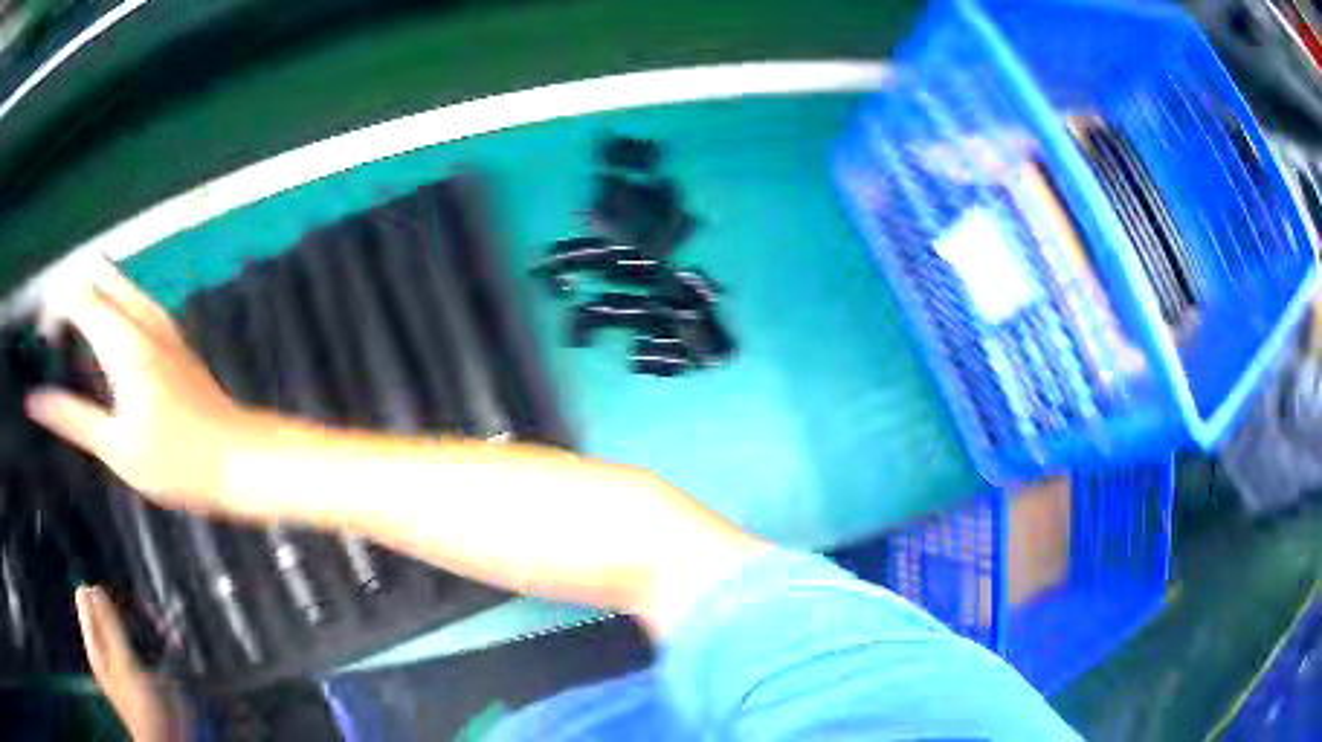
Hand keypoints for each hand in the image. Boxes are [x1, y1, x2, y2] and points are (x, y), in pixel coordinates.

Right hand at [26, 259, 258, 515]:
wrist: (238, 457)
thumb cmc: (177, 461)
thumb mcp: (116, 447)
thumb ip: (71, 417)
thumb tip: (34, 401)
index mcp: (123, 338)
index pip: (76, 291)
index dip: (53, 308)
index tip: (43, 343)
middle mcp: (142, 314)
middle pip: (96, 272)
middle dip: (68, 294)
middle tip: (55, 340)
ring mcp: (159, 318)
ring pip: (114, 282)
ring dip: (87, 299)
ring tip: (71, 348)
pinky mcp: (168, 331)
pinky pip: (129, 300)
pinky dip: (106, 309)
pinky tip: (100, 352)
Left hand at [76, 586, 189, 741]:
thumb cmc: (143, 709)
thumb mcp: (123, 664)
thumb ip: (107, 625)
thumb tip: (95, 590)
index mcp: (96, 645)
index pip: (87, 599)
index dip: (102, 594)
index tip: (122, 599)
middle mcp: (108, 651)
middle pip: (110, 612)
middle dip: (130, 610)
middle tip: (149, 616)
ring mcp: (128, 664)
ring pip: (133, 628)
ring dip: (149, 625)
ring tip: (166, 631)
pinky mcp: (148, 675)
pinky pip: (151, 646)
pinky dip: (162, 641)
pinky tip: (174, 644)